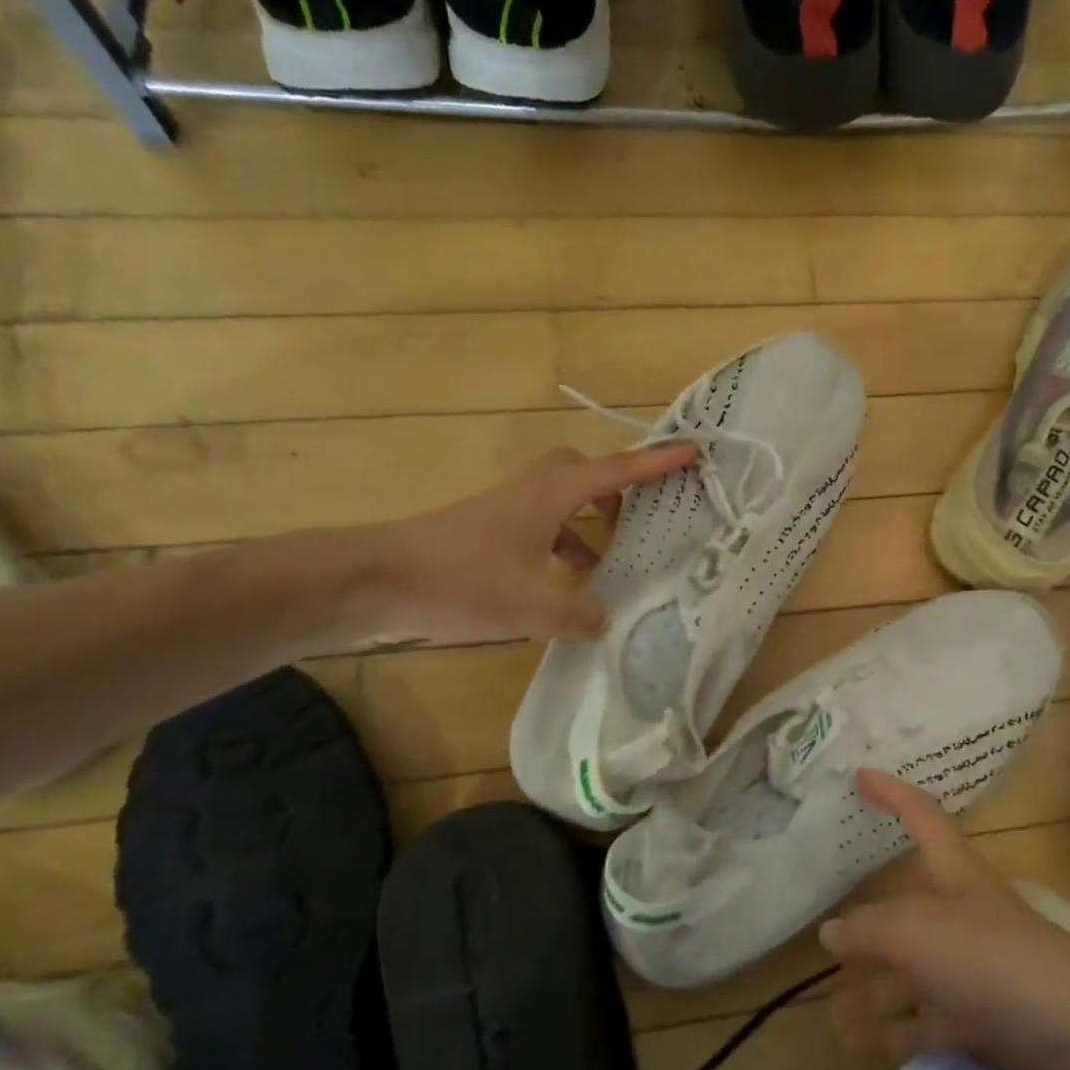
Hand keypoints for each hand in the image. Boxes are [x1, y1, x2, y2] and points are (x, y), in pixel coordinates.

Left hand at [349, 441, 698, 647]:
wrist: (377, 579)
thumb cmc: (461, 579)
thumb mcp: (530, 606)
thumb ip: (577, 614)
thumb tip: (604, 619)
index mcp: (552, 495)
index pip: (617, 470)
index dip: (657, 462)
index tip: (692, 450)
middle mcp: (533, 491)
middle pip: (584, 472)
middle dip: (615, 489)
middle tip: (637, 521)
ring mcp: (507, 509)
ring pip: (561, 501)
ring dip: (588, 525)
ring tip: (607, 565)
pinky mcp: (488, 530)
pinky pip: (540, 527)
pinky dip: (560, 546)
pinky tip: (561, 586)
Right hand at [823, 770, 1069, 1069]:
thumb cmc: (991, 957)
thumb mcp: (916, 932)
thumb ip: (869, 929)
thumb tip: (830, 932)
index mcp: (954, 873)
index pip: (921, 815)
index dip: (892, 792)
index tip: (860, 774)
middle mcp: (959, 914)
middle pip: (905, 909)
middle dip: (866, 925)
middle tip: (823, 939)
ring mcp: (969, 968)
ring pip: (910, 972)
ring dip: (872, 992)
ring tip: (832, 1013)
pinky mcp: (979, 1019)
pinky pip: (925, 1020)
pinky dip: (894, 1031)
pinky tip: (861, 1043)